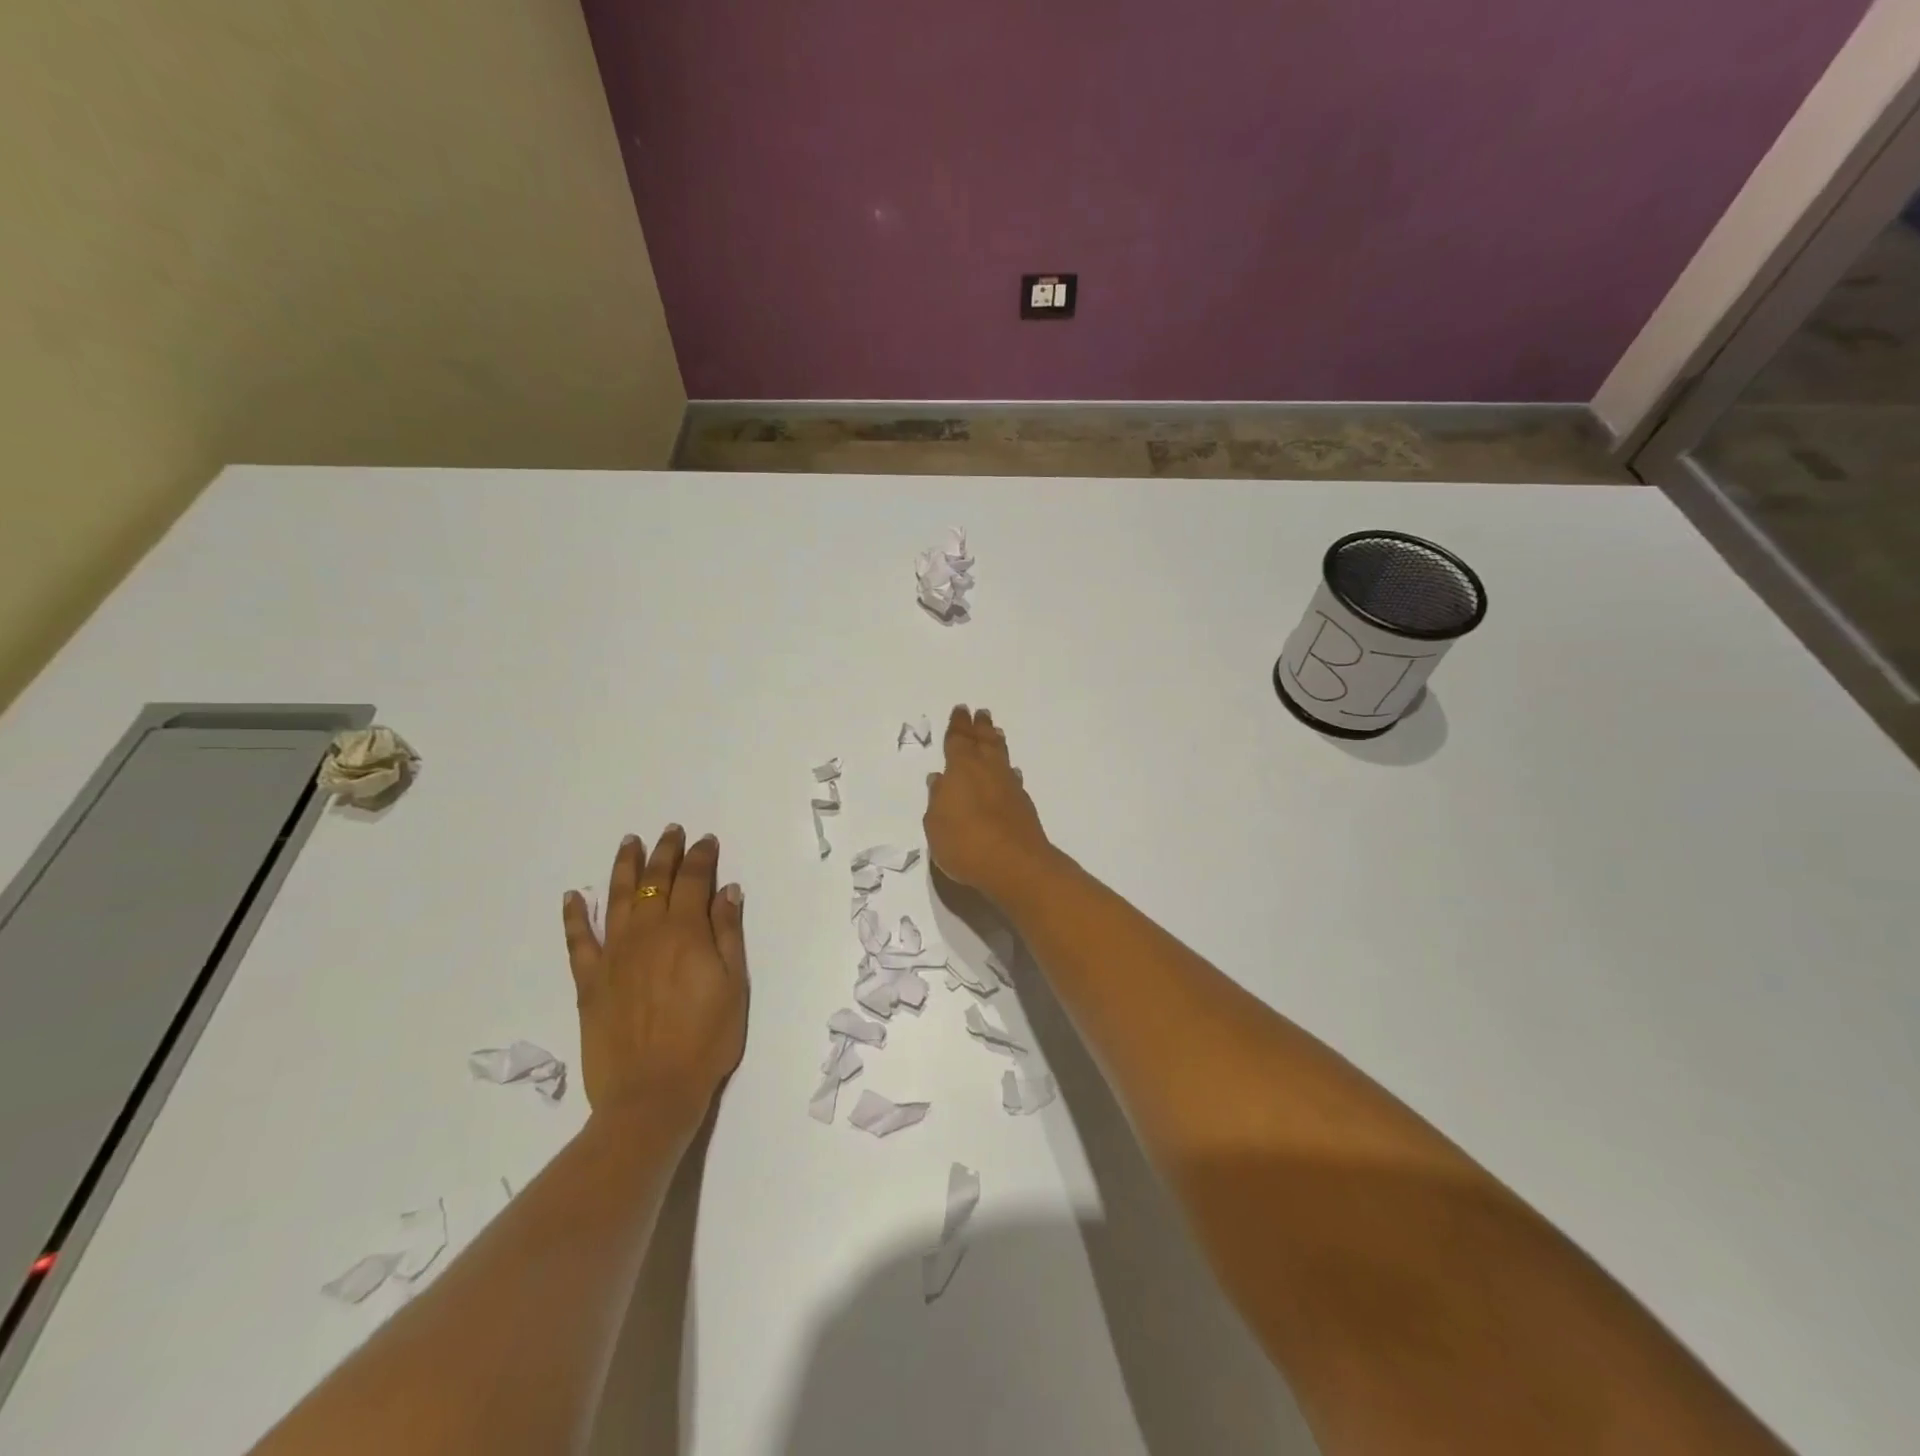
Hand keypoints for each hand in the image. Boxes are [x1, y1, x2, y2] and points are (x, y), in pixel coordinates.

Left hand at [562, 826, 747, 1130]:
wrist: (652, 1094)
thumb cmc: (706, 1040)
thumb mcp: (734, 985)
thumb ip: (728, 933)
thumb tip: (727, 890)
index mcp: (686, 933)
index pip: (694, 881)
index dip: (701, 857)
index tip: (706, 840)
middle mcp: (647, 934)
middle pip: (654, 882)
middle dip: (665, 853)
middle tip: (671, 831)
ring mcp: (614, 956)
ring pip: (616, 899)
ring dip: (623, 867)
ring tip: (628, 843)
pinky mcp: (590, 981)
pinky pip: (578, 940)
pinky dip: (574, 916)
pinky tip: (573, 896)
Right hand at [924, 706, 1056, 906]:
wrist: (1015, 865)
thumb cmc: (964, 843)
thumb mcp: (936, 824)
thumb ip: (937, 800)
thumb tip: (939, 779)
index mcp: (961, 769)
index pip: (957, 740)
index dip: (958, 725)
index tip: (960, 710)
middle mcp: (987, 770)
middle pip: (983, 741)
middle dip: (979, 726)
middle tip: (980, 713)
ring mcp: (1008, 786)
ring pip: (1001, 755)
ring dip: (996, 742)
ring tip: (994, 732)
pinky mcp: (1023, 804)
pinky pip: (1012, 776)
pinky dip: (1008, 769)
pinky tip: (1010, 772)